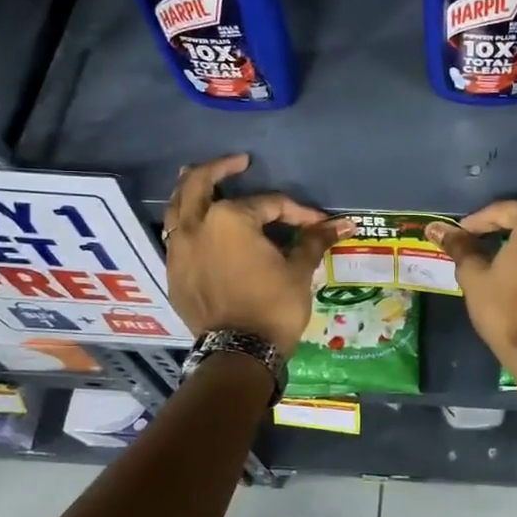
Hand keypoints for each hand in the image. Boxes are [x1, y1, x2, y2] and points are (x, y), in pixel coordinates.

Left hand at [162, 154, 350, 356]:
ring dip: (192, 189)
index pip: (268, 204)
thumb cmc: (273, 307)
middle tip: (239, 162)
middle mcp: (197, 225)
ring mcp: (178, 249)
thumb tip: (344, 223)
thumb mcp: (298, 271)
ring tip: (203, 178)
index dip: (297, 212)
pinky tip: (198, 224)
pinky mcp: (173, 271)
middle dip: (221, 168)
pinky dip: (186, 221)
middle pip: (201, 183)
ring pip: (178, 206)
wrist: (238, 353)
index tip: (318, 223)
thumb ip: (314, 240)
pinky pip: (175, 234)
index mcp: (230, 219)